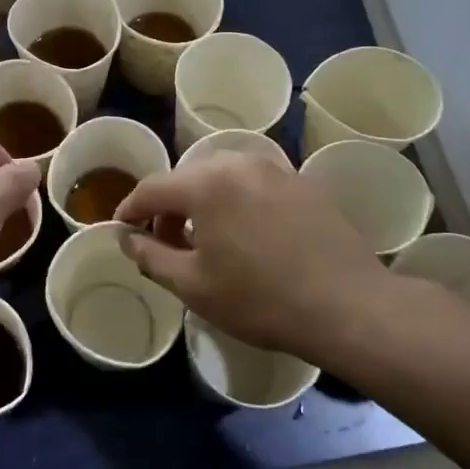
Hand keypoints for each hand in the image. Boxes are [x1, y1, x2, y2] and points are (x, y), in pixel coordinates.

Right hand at [114, 152, 402, 360]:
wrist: (347, 306)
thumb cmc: (260, 298)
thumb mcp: (193, 285)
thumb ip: (151, 256)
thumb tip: (127, 238)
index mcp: (207, 182)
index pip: (152, 187)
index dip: (130, 209)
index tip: (122, 230)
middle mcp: (239, 162)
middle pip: (187, 178)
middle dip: (168, 208)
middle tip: (165, 243)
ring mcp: (276, 169)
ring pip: (221, 178)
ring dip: (202, 203)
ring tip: (206, 241)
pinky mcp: (302, 183)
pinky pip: (252, 184)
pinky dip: (235, 202)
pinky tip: (245, 236)